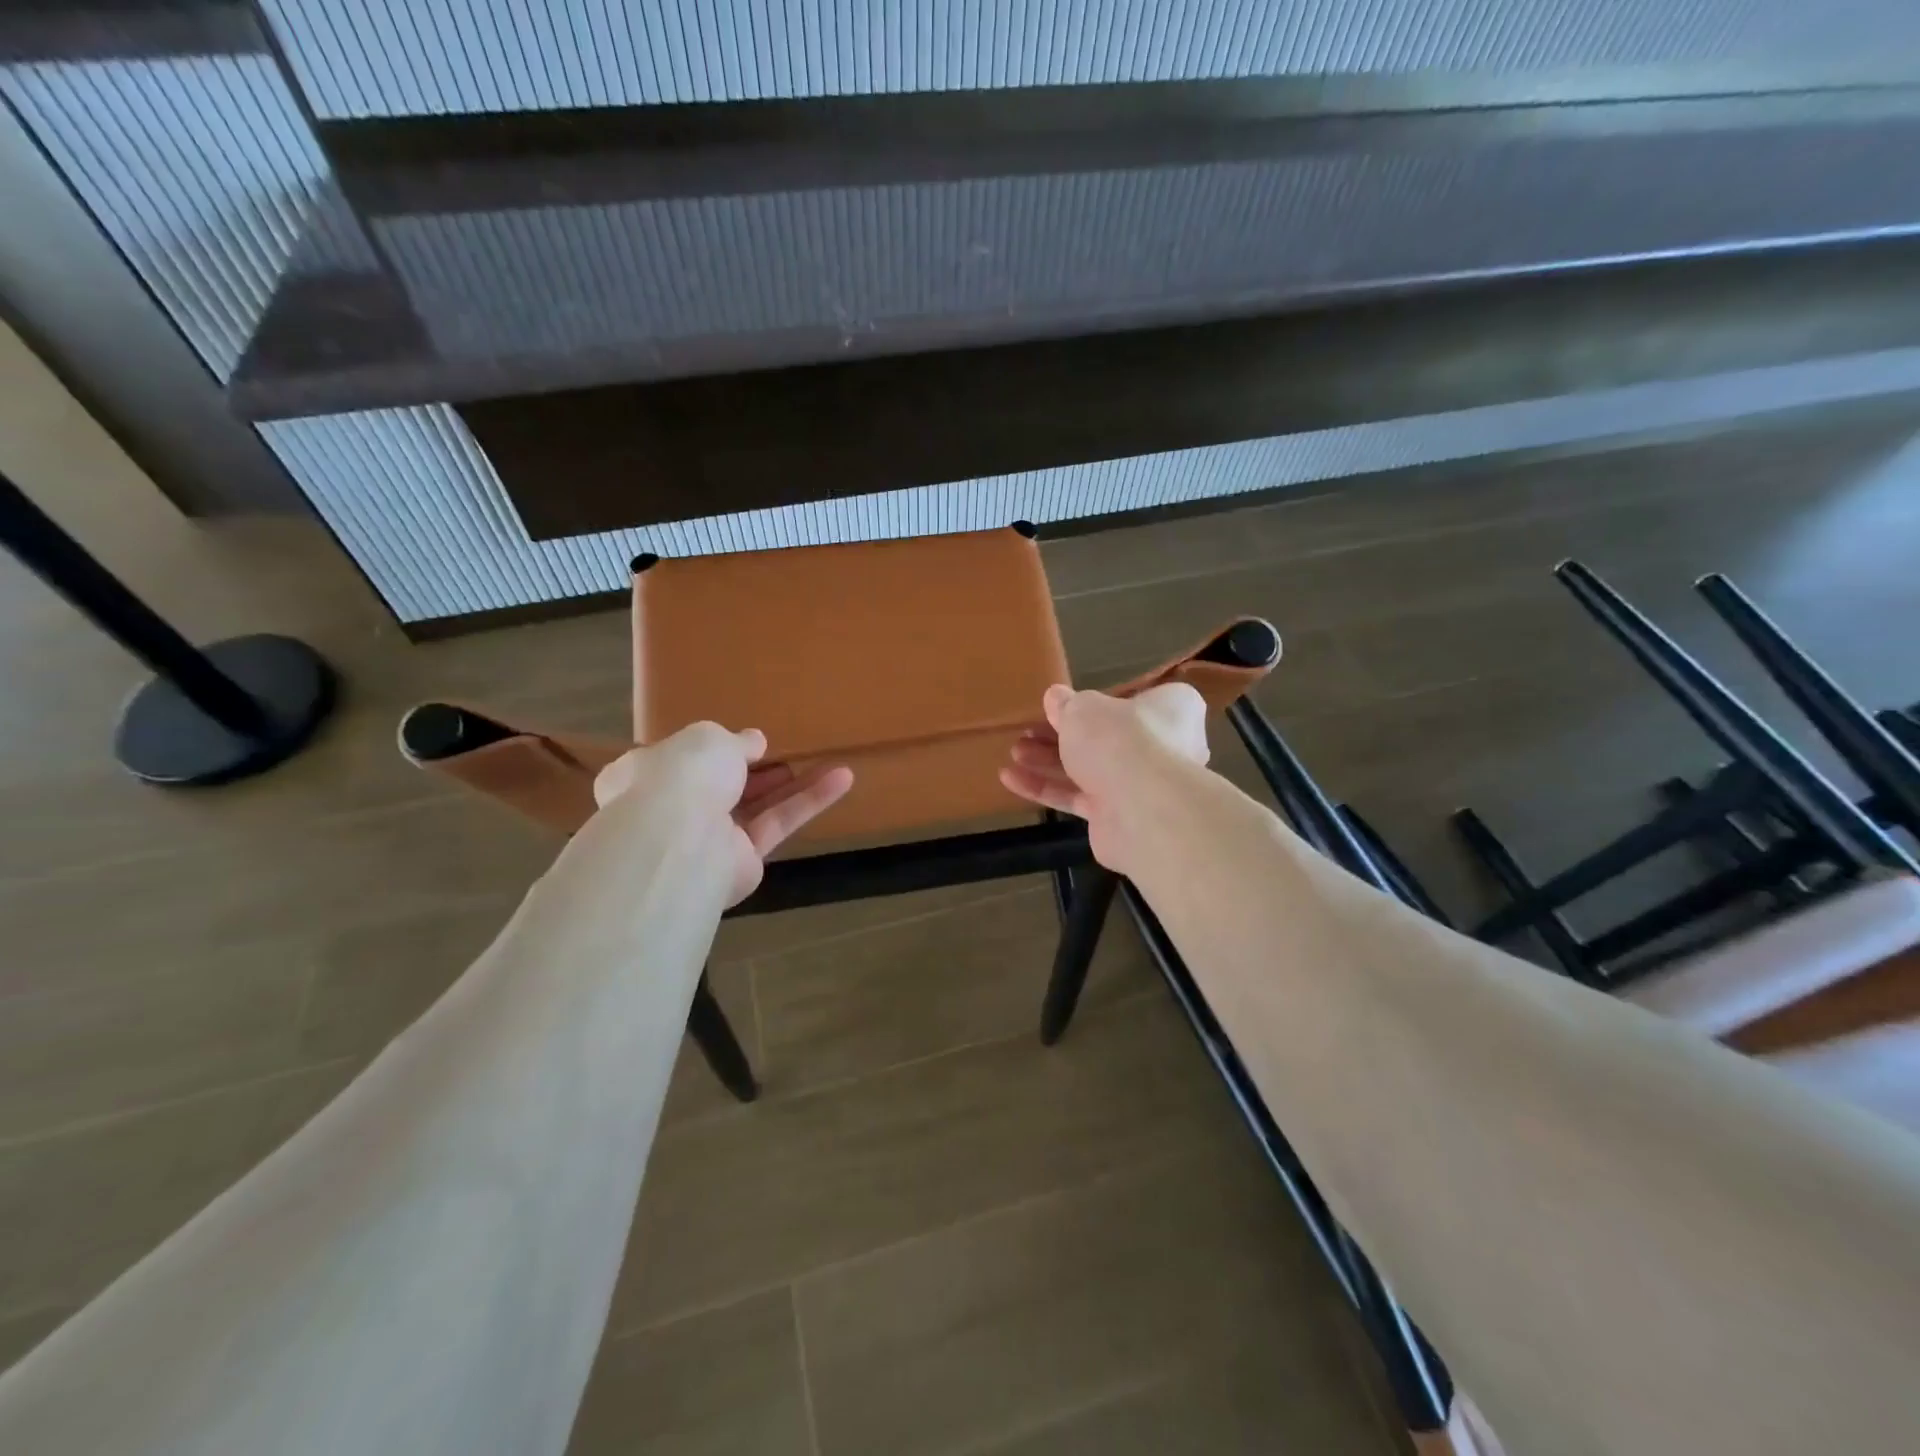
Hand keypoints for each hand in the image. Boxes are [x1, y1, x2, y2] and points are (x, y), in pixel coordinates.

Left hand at [593, 723, 853, 904]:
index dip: (708, 750)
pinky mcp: (743, 861)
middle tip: (784, 756)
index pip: (676, 761)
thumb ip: (736, 740)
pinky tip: (842, 780)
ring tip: (832, 764)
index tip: (740, 741)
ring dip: (792, 786)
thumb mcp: (710, 738)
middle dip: (755, 771)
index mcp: (645, 774)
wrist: (682, 842)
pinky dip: (808, 802)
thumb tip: (754, 742)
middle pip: (721, 787)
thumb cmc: (683, 776)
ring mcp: (707, 839)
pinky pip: (778, 824)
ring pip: (757, 806)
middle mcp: (673, 810)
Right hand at [1000, 682, 1208, 874]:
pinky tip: (1010, 779)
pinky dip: (1046, 789)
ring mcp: (1140, 786)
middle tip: (1028, 731)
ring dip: (1048, 761)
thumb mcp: (1084, 710)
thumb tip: (1055, 697)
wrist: (1140, 810)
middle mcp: (1162, 748)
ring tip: (1014, 752)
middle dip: (1061, 735)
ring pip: (1088, 769)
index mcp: (1170, 710)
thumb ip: (1067, 705)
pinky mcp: (1116, 817)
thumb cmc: (1119, 740)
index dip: (1098, 703)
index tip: (1065, 705)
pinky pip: (1077, 799)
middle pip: (1104, 738)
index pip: (1135, 700)